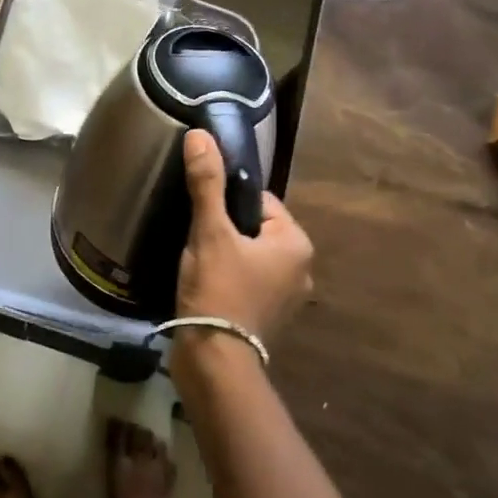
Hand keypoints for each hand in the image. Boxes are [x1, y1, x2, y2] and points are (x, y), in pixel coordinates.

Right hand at [176, 128, 313, 339]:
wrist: (215, 362)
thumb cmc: (218, 291)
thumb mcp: (210, 232)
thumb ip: (207, 183)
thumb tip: (200, 135)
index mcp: (296, 243)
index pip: (260, 201)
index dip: (226, 203)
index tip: (202, 216)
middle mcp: (302, 269)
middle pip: (254, 229)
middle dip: (225, 231)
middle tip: (195, 240)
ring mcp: (287, 298)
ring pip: (249, 256)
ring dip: (224, 255)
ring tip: (195, 263)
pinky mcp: (269, 318)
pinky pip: (247, 282)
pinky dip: (228, 279)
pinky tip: (204, 286)